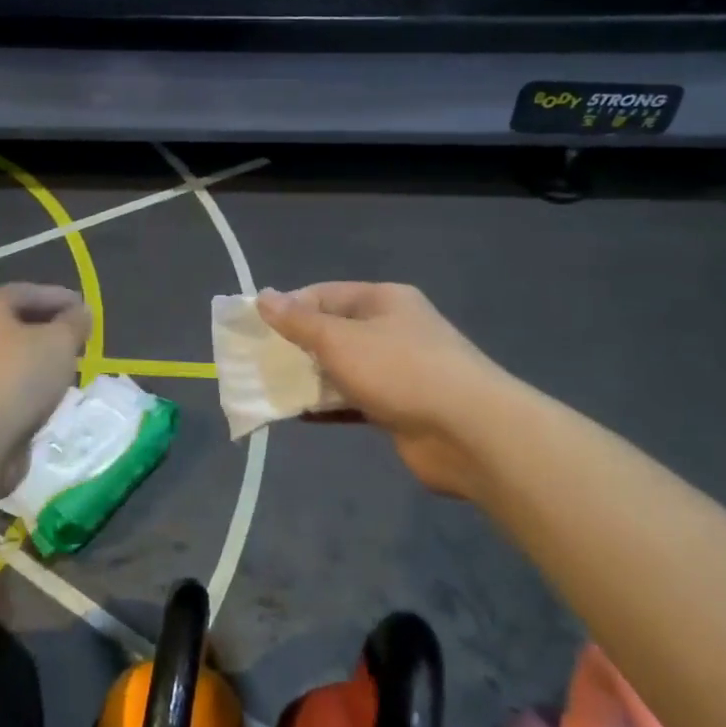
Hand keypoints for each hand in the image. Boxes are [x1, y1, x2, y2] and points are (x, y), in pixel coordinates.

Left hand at [0, 284, 89, 449]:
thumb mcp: (60, 343)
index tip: (84, 308)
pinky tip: (46, 393)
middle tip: (77, 336)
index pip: (26, 291)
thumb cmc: (19, 378)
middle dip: (48, 326)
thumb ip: (74, 323)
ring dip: (37, 357)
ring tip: (67, 365)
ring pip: (9, 354)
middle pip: (14, 321)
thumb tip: (81, 312)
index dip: (58, 296)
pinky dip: (26, 382)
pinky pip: (4, 382)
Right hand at [257, 282, 511, 498]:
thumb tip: (263, 297)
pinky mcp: (399, 407)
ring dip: (310, 378)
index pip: (323, 294)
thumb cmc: (400, 370)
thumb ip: (299, 322)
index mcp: (382, 300)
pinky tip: (299, 416)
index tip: (255, 329)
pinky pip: (354, 400)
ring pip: (342, 368)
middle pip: (332, 331)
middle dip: (296, 347)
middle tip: (259, 363)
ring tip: (271, 390)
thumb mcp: (340, 340)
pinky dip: (329, 406)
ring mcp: (398, 369)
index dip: (288, 308)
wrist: (470, 432)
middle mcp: (391, 329)